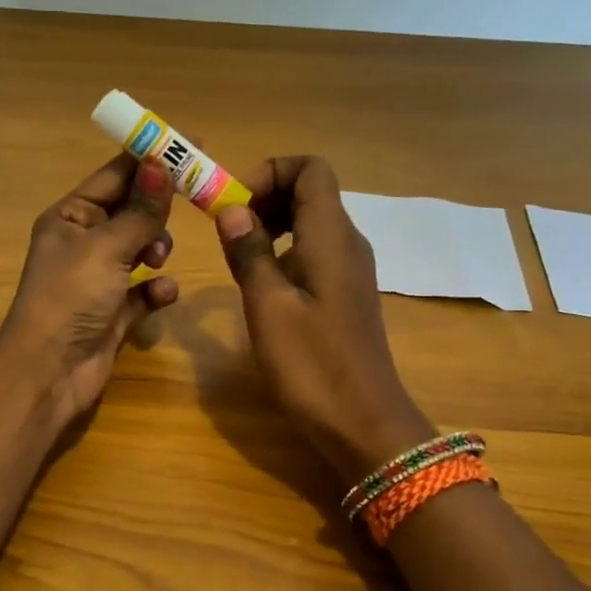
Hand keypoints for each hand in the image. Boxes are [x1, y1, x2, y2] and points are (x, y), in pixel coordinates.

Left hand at [0, 151, 180, 426]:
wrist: (50, 371)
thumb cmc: (70, 297)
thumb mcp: (106, 246)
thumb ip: (140, 210)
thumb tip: (161, 164)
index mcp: (70, 217)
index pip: (115, 175)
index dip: (150, 158)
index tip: (191, 143)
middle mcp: (83, 243)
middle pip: (131, 210)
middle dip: (157, 208)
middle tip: (193, 201)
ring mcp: (98, 279)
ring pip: (140, 248)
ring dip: (156, 248)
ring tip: (158, 258)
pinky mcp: (114, 312)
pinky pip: (144, 290)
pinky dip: (156, 289)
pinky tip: (162, 294)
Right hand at [214, 156, 432, 481]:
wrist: (363, 422)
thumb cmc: (312, 364)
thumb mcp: (268, 307)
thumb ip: (249, 252)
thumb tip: (232, 209)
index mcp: (331, 237)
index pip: (310, 168)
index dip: (269, 173)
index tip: (234, 206)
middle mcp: (347, 243)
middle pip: (310, 191)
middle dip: (265, 197)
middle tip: (228, 231)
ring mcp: (350, 270)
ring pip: (311, 223)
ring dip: (272, 226)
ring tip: (238, 257)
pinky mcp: (345, 295)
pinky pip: (314, 252)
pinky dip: (284, 252)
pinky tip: (262, 287)